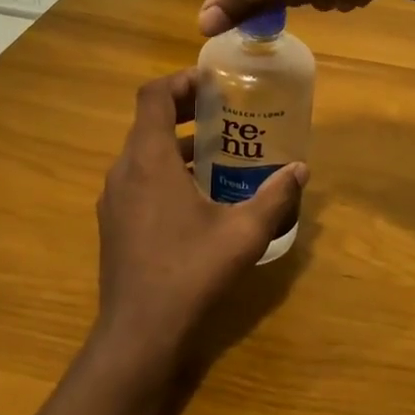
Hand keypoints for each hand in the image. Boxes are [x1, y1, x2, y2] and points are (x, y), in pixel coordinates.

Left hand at [91, 70, 307, 385]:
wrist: (139, 334)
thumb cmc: (191, 272)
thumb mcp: (243, 234)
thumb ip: (274, 197)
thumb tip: (301, 170)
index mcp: (148, 159)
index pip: (153, 95)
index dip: (181, 81)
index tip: (212, 84)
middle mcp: (123, 170)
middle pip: (148, 121)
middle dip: (185, 112)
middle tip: (224, 114)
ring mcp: (113, 199)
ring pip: (142, 153)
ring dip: (176, 145)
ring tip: (218, 154)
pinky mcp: (114, 223)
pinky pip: (137, 180)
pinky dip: (164, 172)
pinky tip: (197, 198)